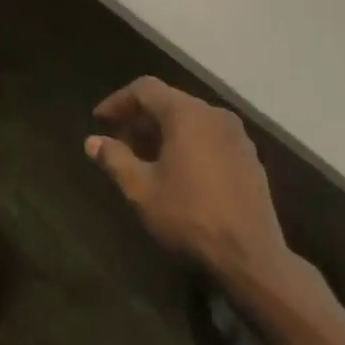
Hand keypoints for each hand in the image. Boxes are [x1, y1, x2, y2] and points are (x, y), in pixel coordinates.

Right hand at [87, 77, 300, 291]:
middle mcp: (213, 113)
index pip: (145, 89)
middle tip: (119, 143)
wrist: (252, 256)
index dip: (118, 101)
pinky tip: (179, 172)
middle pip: (169, 102)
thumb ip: (115, 159)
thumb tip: (92, 141)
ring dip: (164, 132)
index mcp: (186, 113)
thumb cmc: (190, 217)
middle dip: (140, 119)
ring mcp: (236, 134)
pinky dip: (188, 143)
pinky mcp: (249, 156)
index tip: (99, 120)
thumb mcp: (142, 190)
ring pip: (191, 119)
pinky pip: (210, 136)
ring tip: (146, 159)